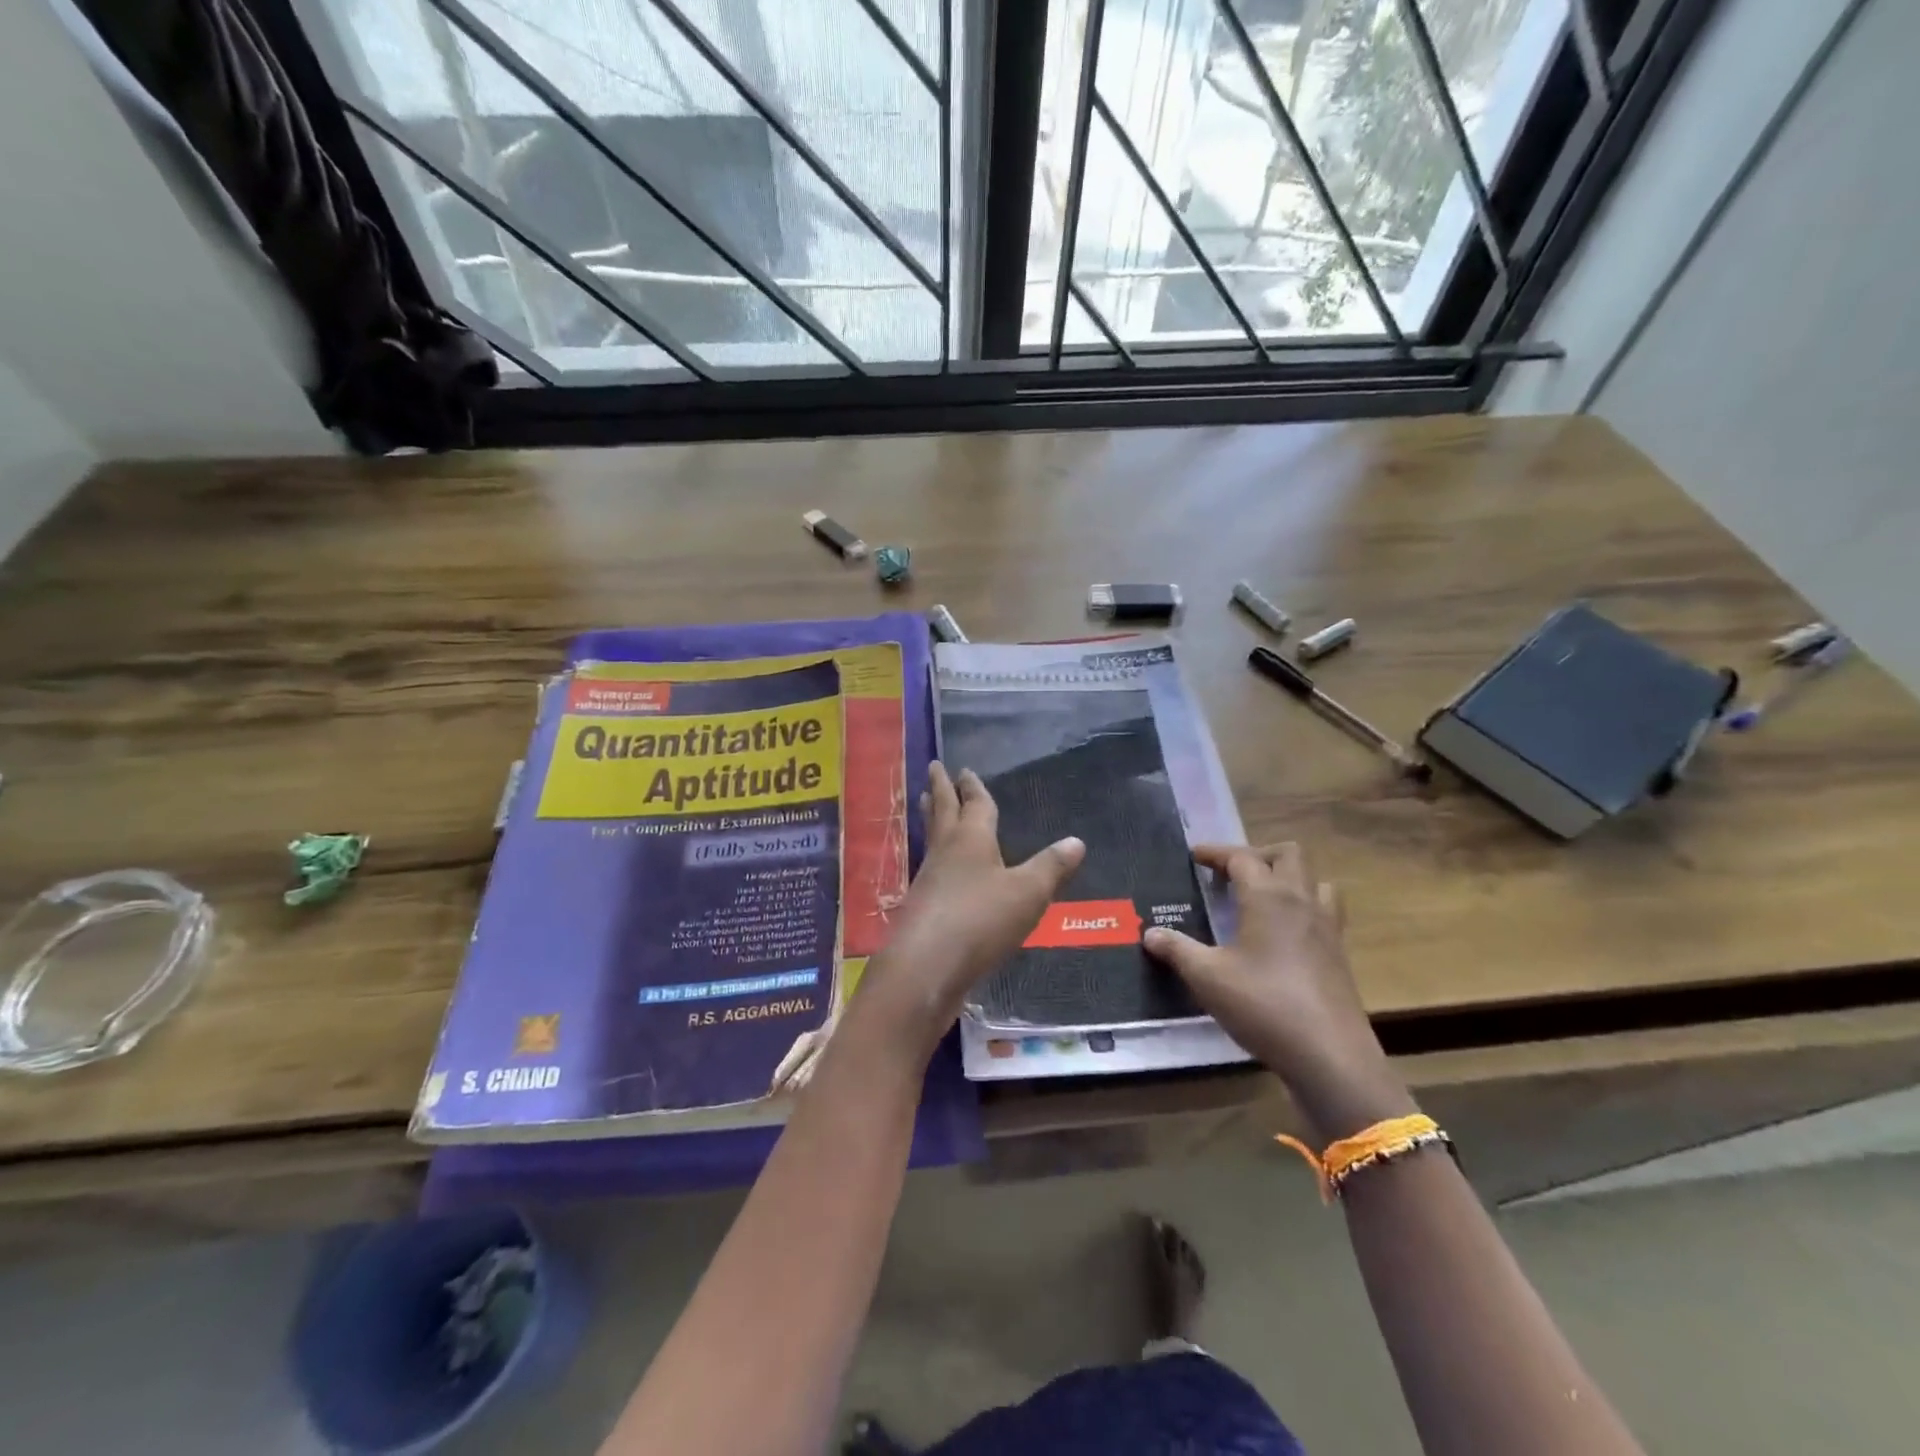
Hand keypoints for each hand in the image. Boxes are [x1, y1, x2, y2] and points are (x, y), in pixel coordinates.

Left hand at [855, 763, 1084, 1055]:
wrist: (926, 967)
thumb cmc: (980, 920)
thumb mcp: (1028, 893)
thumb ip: (1051, 867)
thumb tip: (1076, 841)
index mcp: (971, 839)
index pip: (975, 805)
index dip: (973, 787)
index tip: (964, 769)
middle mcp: (946, 851)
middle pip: (943, 812)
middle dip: (941, 789)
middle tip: (933, 768)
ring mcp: (928, 879)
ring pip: (931, 837)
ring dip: (932, 817)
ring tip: (927, 804)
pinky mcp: (920, 907)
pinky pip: (929, 868)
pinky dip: (934, 856)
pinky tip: (938, 868)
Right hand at [1144, 843, 1414, 1141]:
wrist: (1329, 1055)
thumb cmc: (1263, 1005)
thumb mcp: (1207, 977)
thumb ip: (1177, 950)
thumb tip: (1151, 933)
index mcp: (1268, 897)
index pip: (1241, 858)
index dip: (1216, 853)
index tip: (1195, 856)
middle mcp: (1301, 902)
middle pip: (1289, 855)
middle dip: (1258, 855)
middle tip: (1232, 874)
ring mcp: (1327, 928)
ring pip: (1316, 880)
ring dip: (1289, 878)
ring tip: (1263, 898)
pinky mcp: (1340, 955)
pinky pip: (1326, 912)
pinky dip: (1304, 908)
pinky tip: (1284, 935)